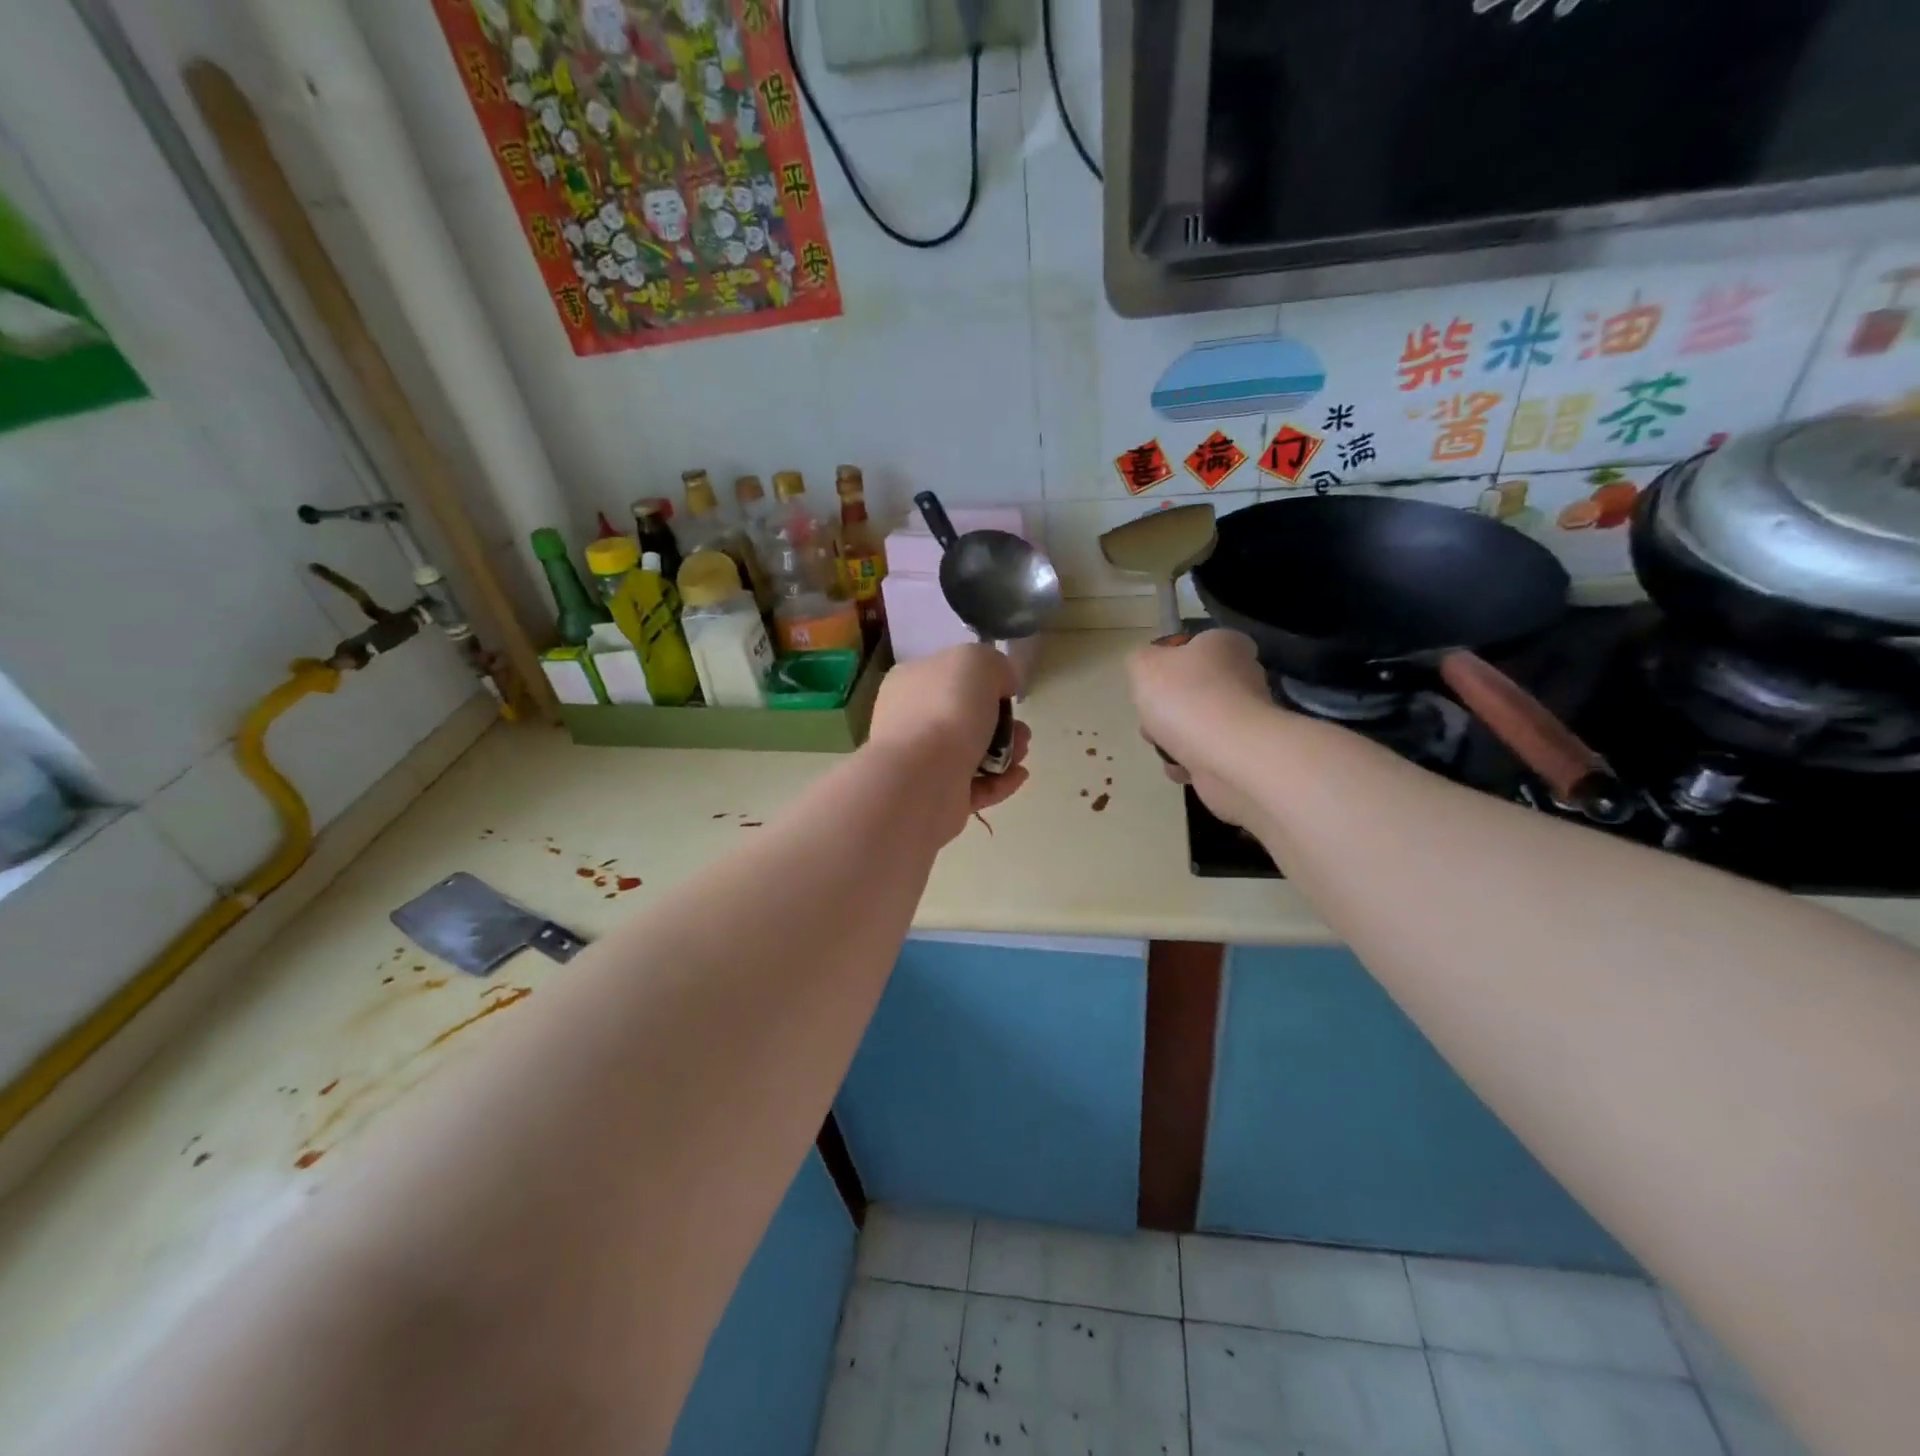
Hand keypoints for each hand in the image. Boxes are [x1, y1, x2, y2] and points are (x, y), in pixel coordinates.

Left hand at [869, 645, 1031, 834]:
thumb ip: (995, 666)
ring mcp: (921, 761)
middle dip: (1001, 722)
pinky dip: (999, 781)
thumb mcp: (978, 662)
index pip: (948, 675)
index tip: (1007, 692)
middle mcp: (911, 720)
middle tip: (1021, 729)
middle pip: (964, 717)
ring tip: (1022, 753)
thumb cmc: (947, 709)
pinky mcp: (936, 796)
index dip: (982, 682)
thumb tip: (1001, 686)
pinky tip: (1018, 775)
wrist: (922, 776)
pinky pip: (974, 787)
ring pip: (972, 752)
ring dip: (1005, 751)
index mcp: (911, 682)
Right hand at [1126, 630, 1271, 825]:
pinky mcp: (1243, 753)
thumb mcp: (1143, 664)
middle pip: (1192, 690)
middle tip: (1152, 717)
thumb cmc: (1185, 697)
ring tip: (1163, 746)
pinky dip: (1188, 763)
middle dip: (1165, 708)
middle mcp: (1243, 677)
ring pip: (1195, 725)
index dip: (1171, 662)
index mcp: (1225, 645)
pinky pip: (1204, 755)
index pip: (1197, 645)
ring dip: (1171, 739)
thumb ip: (1141, 659)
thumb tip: (1151, 667)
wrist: (1226, 754)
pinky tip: (1180, 766)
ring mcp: (1245, 718)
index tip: (1153, 680)